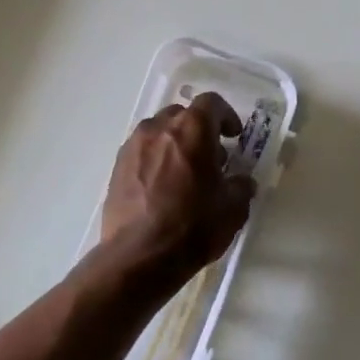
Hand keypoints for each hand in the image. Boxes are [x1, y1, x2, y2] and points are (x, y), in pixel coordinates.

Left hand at [100, 92, 255, 277]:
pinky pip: (142, 152)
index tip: (233, 136)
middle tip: (211, 158)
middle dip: (199, 130)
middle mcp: (159, 128)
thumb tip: (242, 181)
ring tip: (185, 174)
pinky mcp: (117, 167)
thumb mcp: (232, 209)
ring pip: (159, 132)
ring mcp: (133, 146)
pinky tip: (162, 188)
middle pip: (182, 114)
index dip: (226, 116)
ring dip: (175, 144)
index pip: (211, 103)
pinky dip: (155, 160)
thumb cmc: (193, 226)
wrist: (140, 256)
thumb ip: (241, 186)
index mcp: (192, 129)